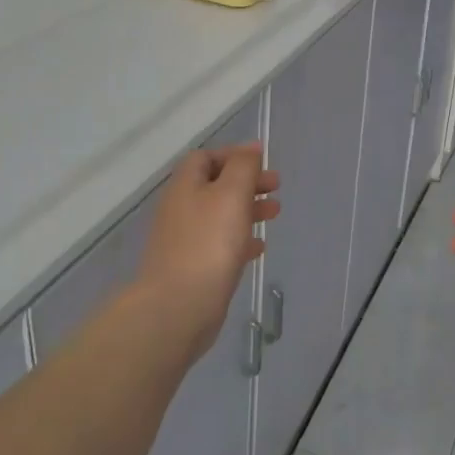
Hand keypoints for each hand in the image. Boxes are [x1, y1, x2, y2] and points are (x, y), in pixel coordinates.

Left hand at [134, 142, 279, 365]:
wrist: (178, 306)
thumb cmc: (208, 243)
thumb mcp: (231, 193)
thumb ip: (243, 167)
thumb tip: (251, 148)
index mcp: (185, 185)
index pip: (206, 157)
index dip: (234, 155)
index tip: (262, 161)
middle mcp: (181, 208)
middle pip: (215, 185)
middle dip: (247, 182)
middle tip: (276, 186)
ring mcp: (185, 240)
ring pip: (220, 215)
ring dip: (248, 209)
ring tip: (275, 213)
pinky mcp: (193, 267)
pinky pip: (220, 244)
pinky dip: (240, 239)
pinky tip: (259, 247)